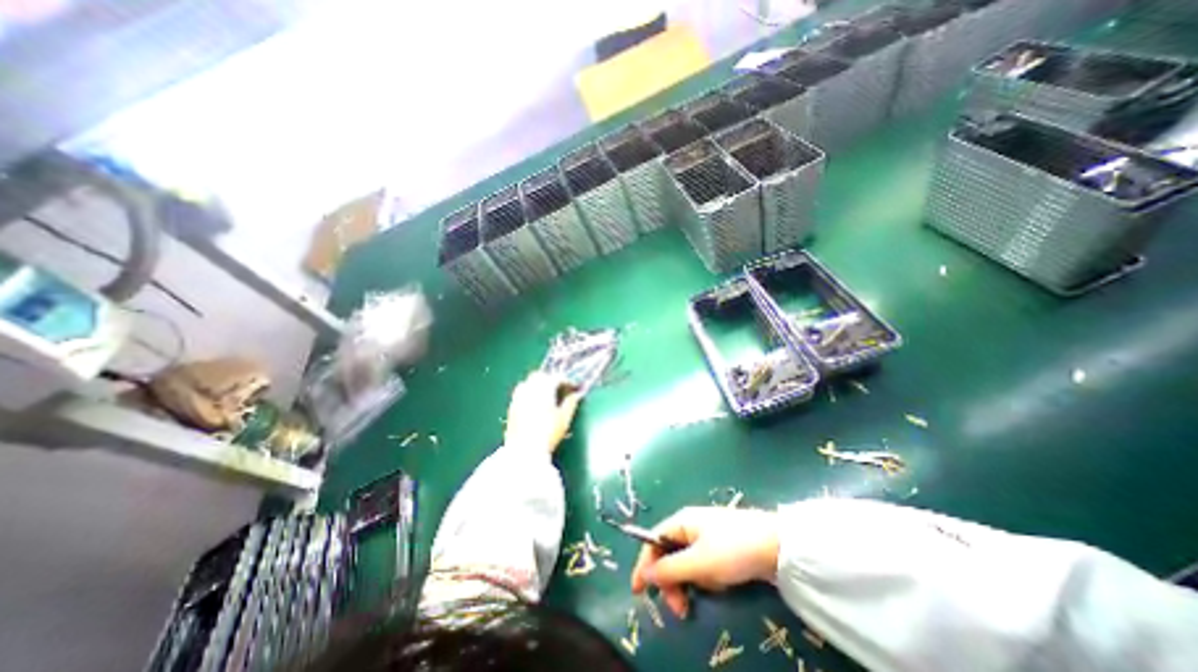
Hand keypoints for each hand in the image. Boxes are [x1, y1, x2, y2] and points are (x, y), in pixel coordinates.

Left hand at [503, 369, 583, 453]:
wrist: (523, 450)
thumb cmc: (548, 433)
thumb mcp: (564, 419)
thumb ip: (571, 403)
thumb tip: (576, 394)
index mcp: (544, 388)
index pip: (557, 378)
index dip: (568, 381)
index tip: (574, 388)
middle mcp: (530, 387)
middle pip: (541, 375)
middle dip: (551, 379)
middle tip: (561, 389)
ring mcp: (518, 396)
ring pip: (529, 381)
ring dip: (539, 384)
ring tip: (547, 395)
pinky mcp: (511, 405)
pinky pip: (521, 391)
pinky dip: (529, 392)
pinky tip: (534, 403)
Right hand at [630, 505, 781, 616]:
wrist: (777, 545)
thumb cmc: (733, 549)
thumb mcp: (699, 563)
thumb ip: (669, 570)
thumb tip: (645, 574)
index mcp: (681, 521)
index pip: (653, 540)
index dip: (644, 565)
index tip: (638, 592)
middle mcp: (690, 526)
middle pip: (669, 554)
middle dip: (671, 581)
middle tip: (680, 609)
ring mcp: (706, 536)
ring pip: (687, 563)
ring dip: (691, 582)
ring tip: (709, 591)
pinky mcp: (721, 548)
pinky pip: (703, 566)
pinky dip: (707, 578)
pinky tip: (721, 583)